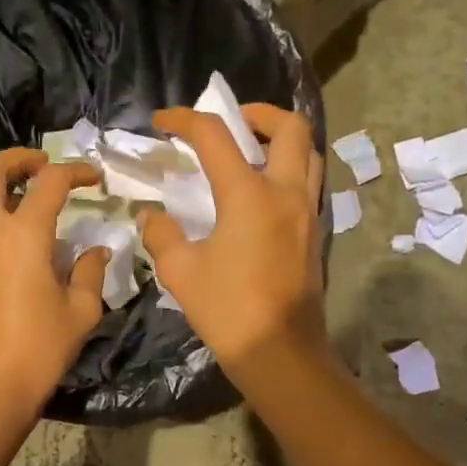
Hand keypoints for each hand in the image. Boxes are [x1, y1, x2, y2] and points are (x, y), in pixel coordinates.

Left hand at [0, 149, 109, 419]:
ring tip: (30, 218)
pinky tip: (9, 266)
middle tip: (41, 166)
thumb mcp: (80, 313)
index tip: (93, 177)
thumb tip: (96, 251)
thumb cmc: (39, 352)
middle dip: (17, 158)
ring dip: (1, 197)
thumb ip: (90, 272)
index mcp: (22, 236)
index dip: (75, 171)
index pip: (49, 182)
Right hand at [140, 104, 326, 374]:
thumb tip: (152, 215)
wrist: (280, 352)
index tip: (162, 122)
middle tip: (231, 123)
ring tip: (250, 152)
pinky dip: (288, 169)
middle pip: (289, 126)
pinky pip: (308, 183)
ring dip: (280, 139)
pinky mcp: (314, 233)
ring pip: (308, 153)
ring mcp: (307, 212)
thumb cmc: (228, 310)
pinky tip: (260, 193)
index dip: (184, 120)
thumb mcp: (180, 271)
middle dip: (257, 113)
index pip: (215, 136)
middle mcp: (286, 192)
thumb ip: (162, 234)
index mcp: (249, 194)